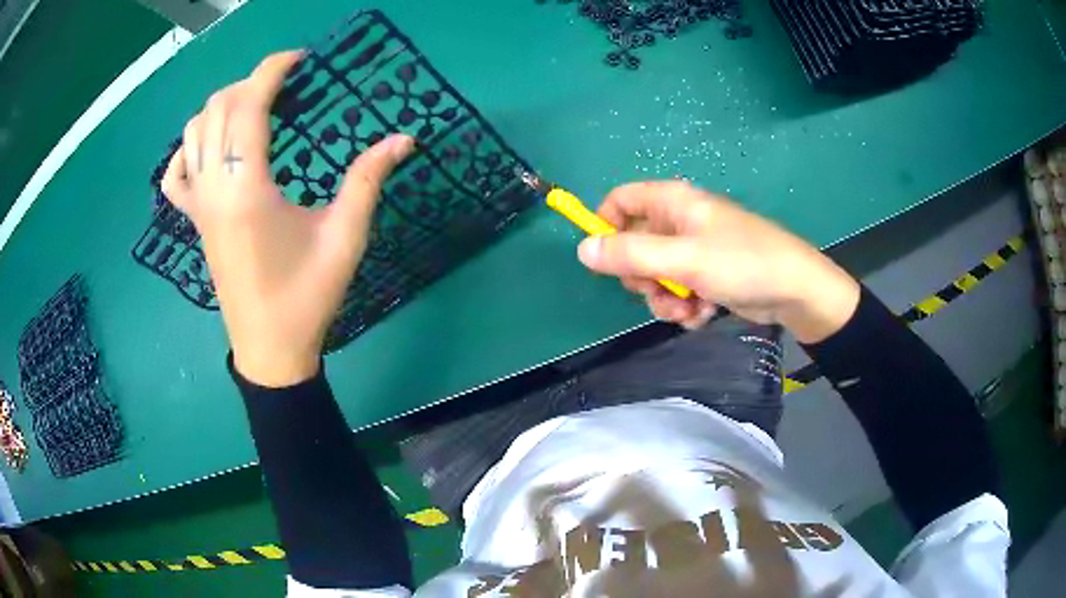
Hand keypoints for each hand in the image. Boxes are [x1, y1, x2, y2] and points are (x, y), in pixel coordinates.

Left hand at [161, 51, 414, 386]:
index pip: (248, 105)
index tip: (300, 58)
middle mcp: (214, 188)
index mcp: (247, 188)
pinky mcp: (194, 221)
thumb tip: (405, 137)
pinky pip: (176, 174)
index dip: (272, 70)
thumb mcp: (345, 237)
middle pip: (217, 109)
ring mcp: (198, 206)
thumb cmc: (307, 297)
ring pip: (194, 132)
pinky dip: (189, 147)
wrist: (270, 349)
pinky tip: (211, 147)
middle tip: (285, 84)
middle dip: (250, 82)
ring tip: (254, 105)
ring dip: (222, 106)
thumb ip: (369, 180)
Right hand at [576, 181, 859, 343]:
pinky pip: (679, 289)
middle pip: (635, 245)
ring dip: (665, 298)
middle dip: (642, 277)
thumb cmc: (742, 263)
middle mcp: (681, 222)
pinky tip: (704, 314)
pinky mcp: (708, 275)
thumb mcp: (684, 259)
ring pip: (657, 275)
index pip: (622, 200)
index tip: (604, 259)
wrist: (796, 291)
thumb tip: (583, 250)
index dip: (606, 226)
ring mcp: (695, 250)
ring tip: (687, 309)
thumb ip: (631, 255)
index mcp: (674, 202)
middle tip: (657, 290)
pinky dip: (686, 306)